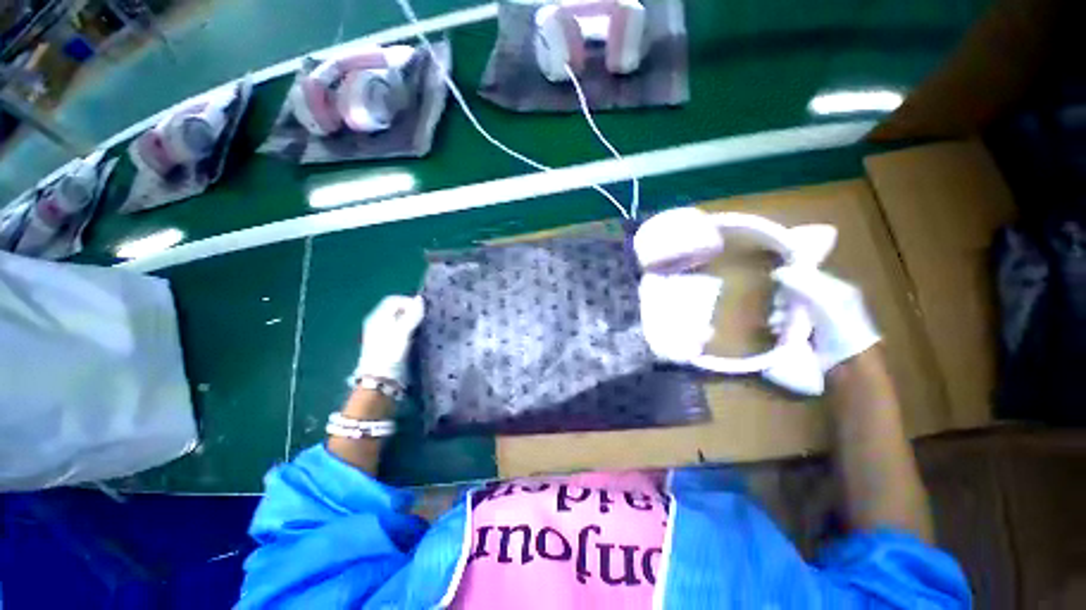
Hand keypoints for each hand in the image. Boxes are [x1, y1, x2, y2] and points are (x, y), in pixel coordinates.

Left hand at [350, 295, 424, 387]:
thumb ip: (412, 315)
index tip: (422, 310)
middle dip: (413, 311)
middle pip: (398, 310)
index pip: (394, 300)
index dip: (408, 302)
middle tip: (426, 318)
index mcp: (377, 317)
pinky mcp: (393, 345)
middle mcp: (380, 324)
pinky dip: (413, 331)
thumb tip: (420, 299)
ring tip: (426, 326)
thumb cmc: (389, 354)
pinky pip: (404, 331)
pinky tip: (421, 336)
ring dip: (415, 322)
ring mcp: (386, 335)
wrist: (382, 381)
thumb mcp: (402, 332)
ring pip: (403, 321)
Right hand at [772, 266, 879, 370]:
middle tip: (777, 305)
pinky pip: (788, 323)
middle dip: (783, 299)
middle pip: (797, 293)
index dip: (793, 278)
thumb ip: (802, 285)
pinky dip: (781, 325)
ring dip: (779, 314)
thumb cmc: (840, 329)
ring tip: (775, 323)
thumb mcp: (823, 302)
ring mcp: (816, 319)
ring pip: (790, 308)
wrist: (846, 365)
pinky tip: (777, 330)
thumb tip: (776, 272)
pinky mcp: (806, 333)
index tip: (777, 283)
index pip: (809, 277)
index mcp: (838, 290)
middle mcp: (827, 302)